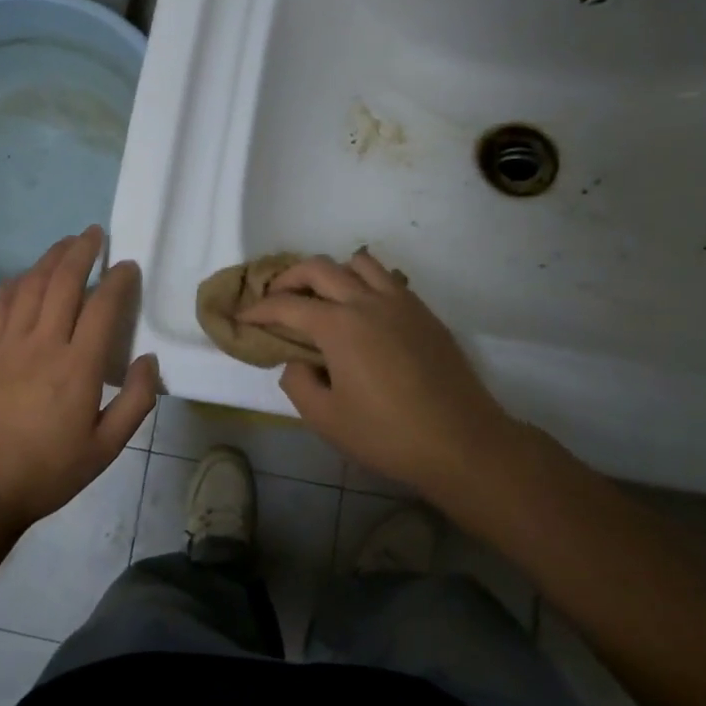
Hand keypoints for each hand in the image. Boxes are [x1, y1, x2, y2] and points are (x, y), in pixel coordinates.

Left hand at [0, 226, 157, 532]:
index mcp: (78, 368)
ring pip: (29, 285)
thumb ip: (136, 401)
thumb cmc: (49, 471)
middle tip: (94, 233)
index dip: (117, 280)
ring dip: (49, 259)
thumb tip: (149, 359)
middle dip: (82, 251)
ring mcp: (5, 344)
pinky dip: (13, 284)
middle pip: (63, 282)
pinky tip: (22, 278)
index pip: (103, 307)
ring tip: (64, 244)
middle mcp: (42, 344)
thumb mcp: (106, 448)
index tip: (127, 265)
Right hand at [239, 251, 518, 500]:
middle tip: (275, 300)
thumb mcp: (325, 418)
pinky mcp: (424, 314)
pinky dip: (365, 283)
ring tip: (322, 299)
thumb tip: (298, 360)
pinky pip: (388, 279)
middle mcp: (367, 301)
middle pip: (318, 267)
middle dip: (288, 278)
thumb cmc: (386, 435)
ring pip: (359, 262)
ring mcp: (401, 303)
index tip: (242, 318)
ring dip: (332, 273)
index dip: (258, 310)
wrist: (462, 443)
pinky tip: (362, 313)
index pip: (286, 305)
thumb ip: (298, 382)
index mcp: (338, 325)